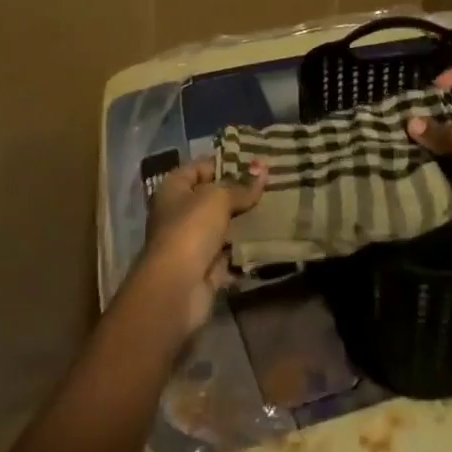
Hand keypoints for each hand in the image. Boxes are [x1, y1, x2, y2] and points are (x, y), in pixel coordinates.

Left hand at [139, 157, 264, 333]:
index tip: (257, 162)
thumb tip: (262, 168)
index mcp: (174, 189)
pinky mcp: (205, 268)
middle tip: (273, 184)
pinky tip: (270, 239)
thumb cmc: (191, 230)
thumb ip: (242, 186)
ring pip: (223, 226)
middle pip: (213, 197)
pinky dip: (246, 249)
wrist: (176, 289)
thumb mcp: (218, 199)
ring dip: (245, 221)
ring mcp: (192, 242)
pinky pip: (229, 253)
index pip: (202, 167)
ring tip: (276, 208)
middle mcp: (179, 213)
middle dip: (240, 193)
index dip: (227, 162)